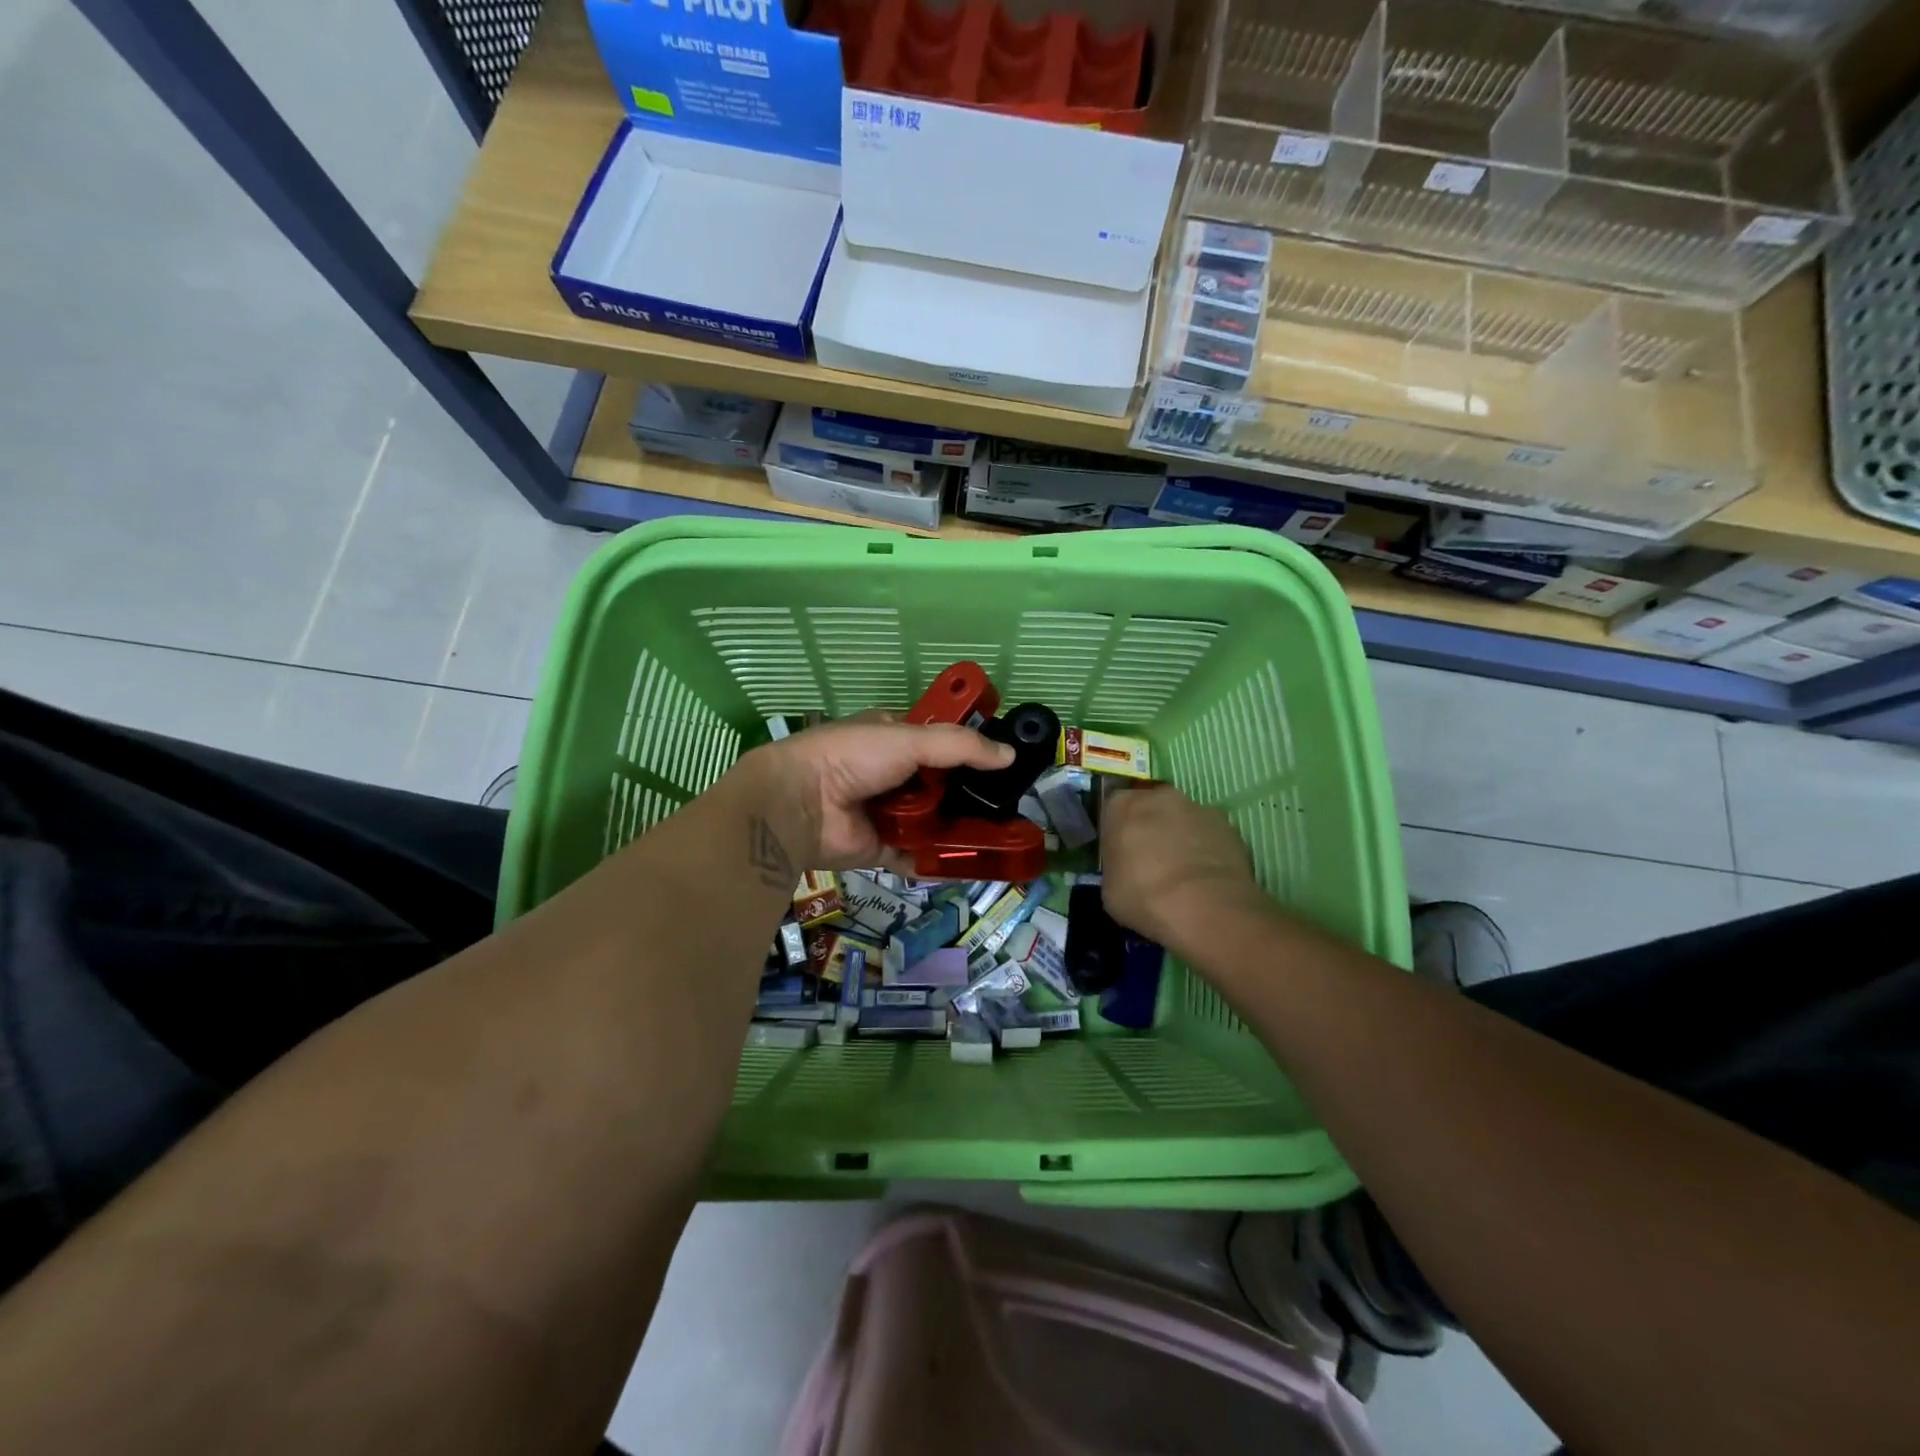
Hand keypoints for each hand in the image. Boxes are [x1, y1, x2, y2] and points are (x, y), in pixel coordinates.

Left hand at [736, 717, 1013, 871]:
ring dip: (961, 828)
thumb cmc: (853, 757)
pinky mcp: (883, 848)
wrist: (801, 804)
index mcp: (893, 739)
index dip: (969, 752)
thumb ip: (961, 746)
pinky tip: (974, 863)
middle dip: (970, 795)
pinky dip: (941, 859)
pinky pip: (920, 854)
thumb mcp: (910, 739)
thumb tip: (1010, 756)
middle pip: (941, 786)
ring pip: (934, 821)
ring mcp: (888, 813)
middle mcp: (892, 775)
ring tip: (1003, 836)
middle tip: (1010, 806)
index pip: (939, 743)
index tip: (1005, 764)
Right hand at [1100, 783, 1265, 951]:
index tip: (1120, 854)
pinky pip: (1209, 835)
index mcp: (1122, 806)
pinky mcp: (1228, 826)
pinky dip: (1206, 850)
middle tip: (1151, 862)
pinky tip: (1206, 879)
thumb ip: (1116, 867)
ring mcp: (1198, 808)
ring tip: (1183, 874)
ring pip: (1183, 819)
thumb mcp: (1109, 889)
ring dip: (1180, 837)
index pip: (1113, 810)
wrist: (1205, 908)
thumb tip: (1126, 870)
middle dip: (1151, 828)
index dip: (1117, 832)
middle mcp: (1159, 797)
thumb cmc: (1144, 896)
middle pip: (1151, 808)